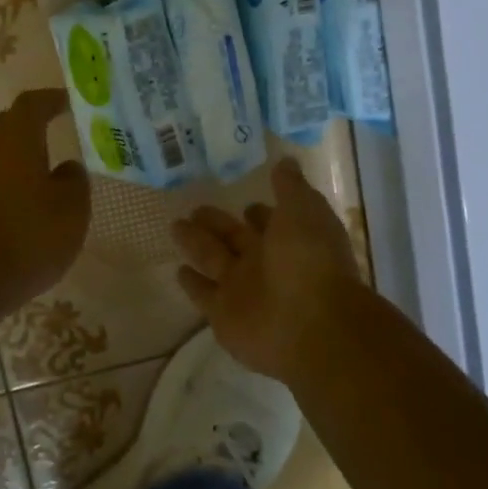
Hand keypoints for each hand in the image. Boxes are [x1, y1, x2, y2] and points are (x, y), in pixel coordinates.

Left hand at [0, 89, 89, 322]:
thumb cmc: (25, 239)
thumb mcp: (71, 211)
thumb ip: (74, 182)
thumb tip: (67, 167)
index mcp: (15, 140)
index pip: (32, 104)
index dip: (51, 100)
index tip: (67, 101)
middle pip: (7, 128)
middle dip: (30, 129)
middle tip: (54, 138)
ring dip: (13, 164)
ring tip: (36, 184)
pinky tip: (10, 217)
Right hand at [171, 157, 362, 381]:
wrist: (311, 327)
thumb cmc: (310, 262)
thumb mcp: (304, 211)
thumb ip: (290, 188)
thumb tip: (286, 161)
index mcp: (288, 239)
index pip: (268, 222)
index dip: (257, 213)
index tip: (244, 202)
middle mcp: (265, 264)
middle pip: (234, 238)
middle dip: (217, 224)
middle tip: (195, 209)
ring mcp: (243, 290)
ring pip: (213, 260)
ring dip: (196, 244)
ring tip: (175, 226)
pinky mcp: (223, 315)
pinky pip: (203, 294)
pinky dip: (192, 284)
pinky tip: (178, 271)